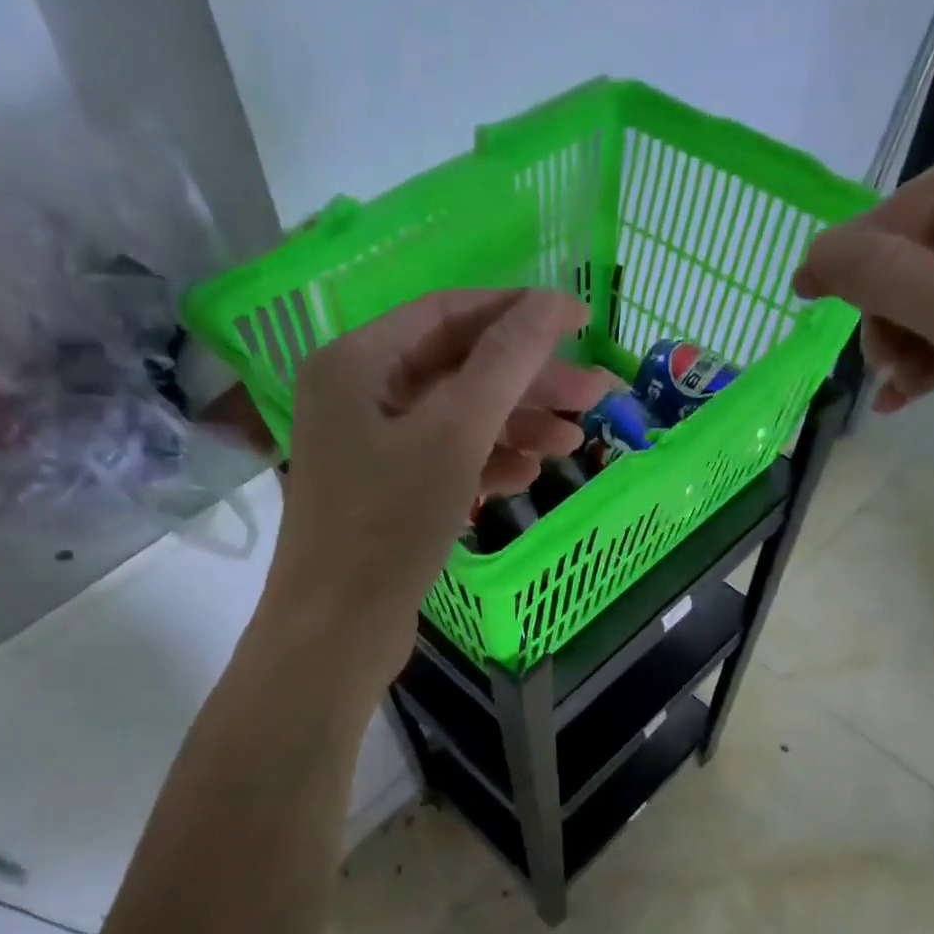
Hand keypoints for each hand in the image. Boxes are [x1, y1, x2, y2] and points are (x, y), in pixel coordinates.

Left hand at [263, 289, 607, 686]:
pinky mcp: (385, 492)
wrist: (338, 630)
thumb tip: (550, 303)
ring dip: (515, 425)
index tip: (581, 320)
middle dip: (527, 381)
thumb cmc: (389, 525)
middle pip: (457, 368)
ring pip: (456, 418)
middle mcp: (357, 394)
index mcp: (357, 361)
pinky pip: (444, 459)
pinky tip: (528, 474)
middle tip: (595, 393)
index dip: (518, 312)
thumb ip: (504, 363)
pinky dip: (486, 461)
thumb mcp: (454, 436)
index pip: (448, 313)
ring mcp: (369, 446)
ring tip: (573, 441)